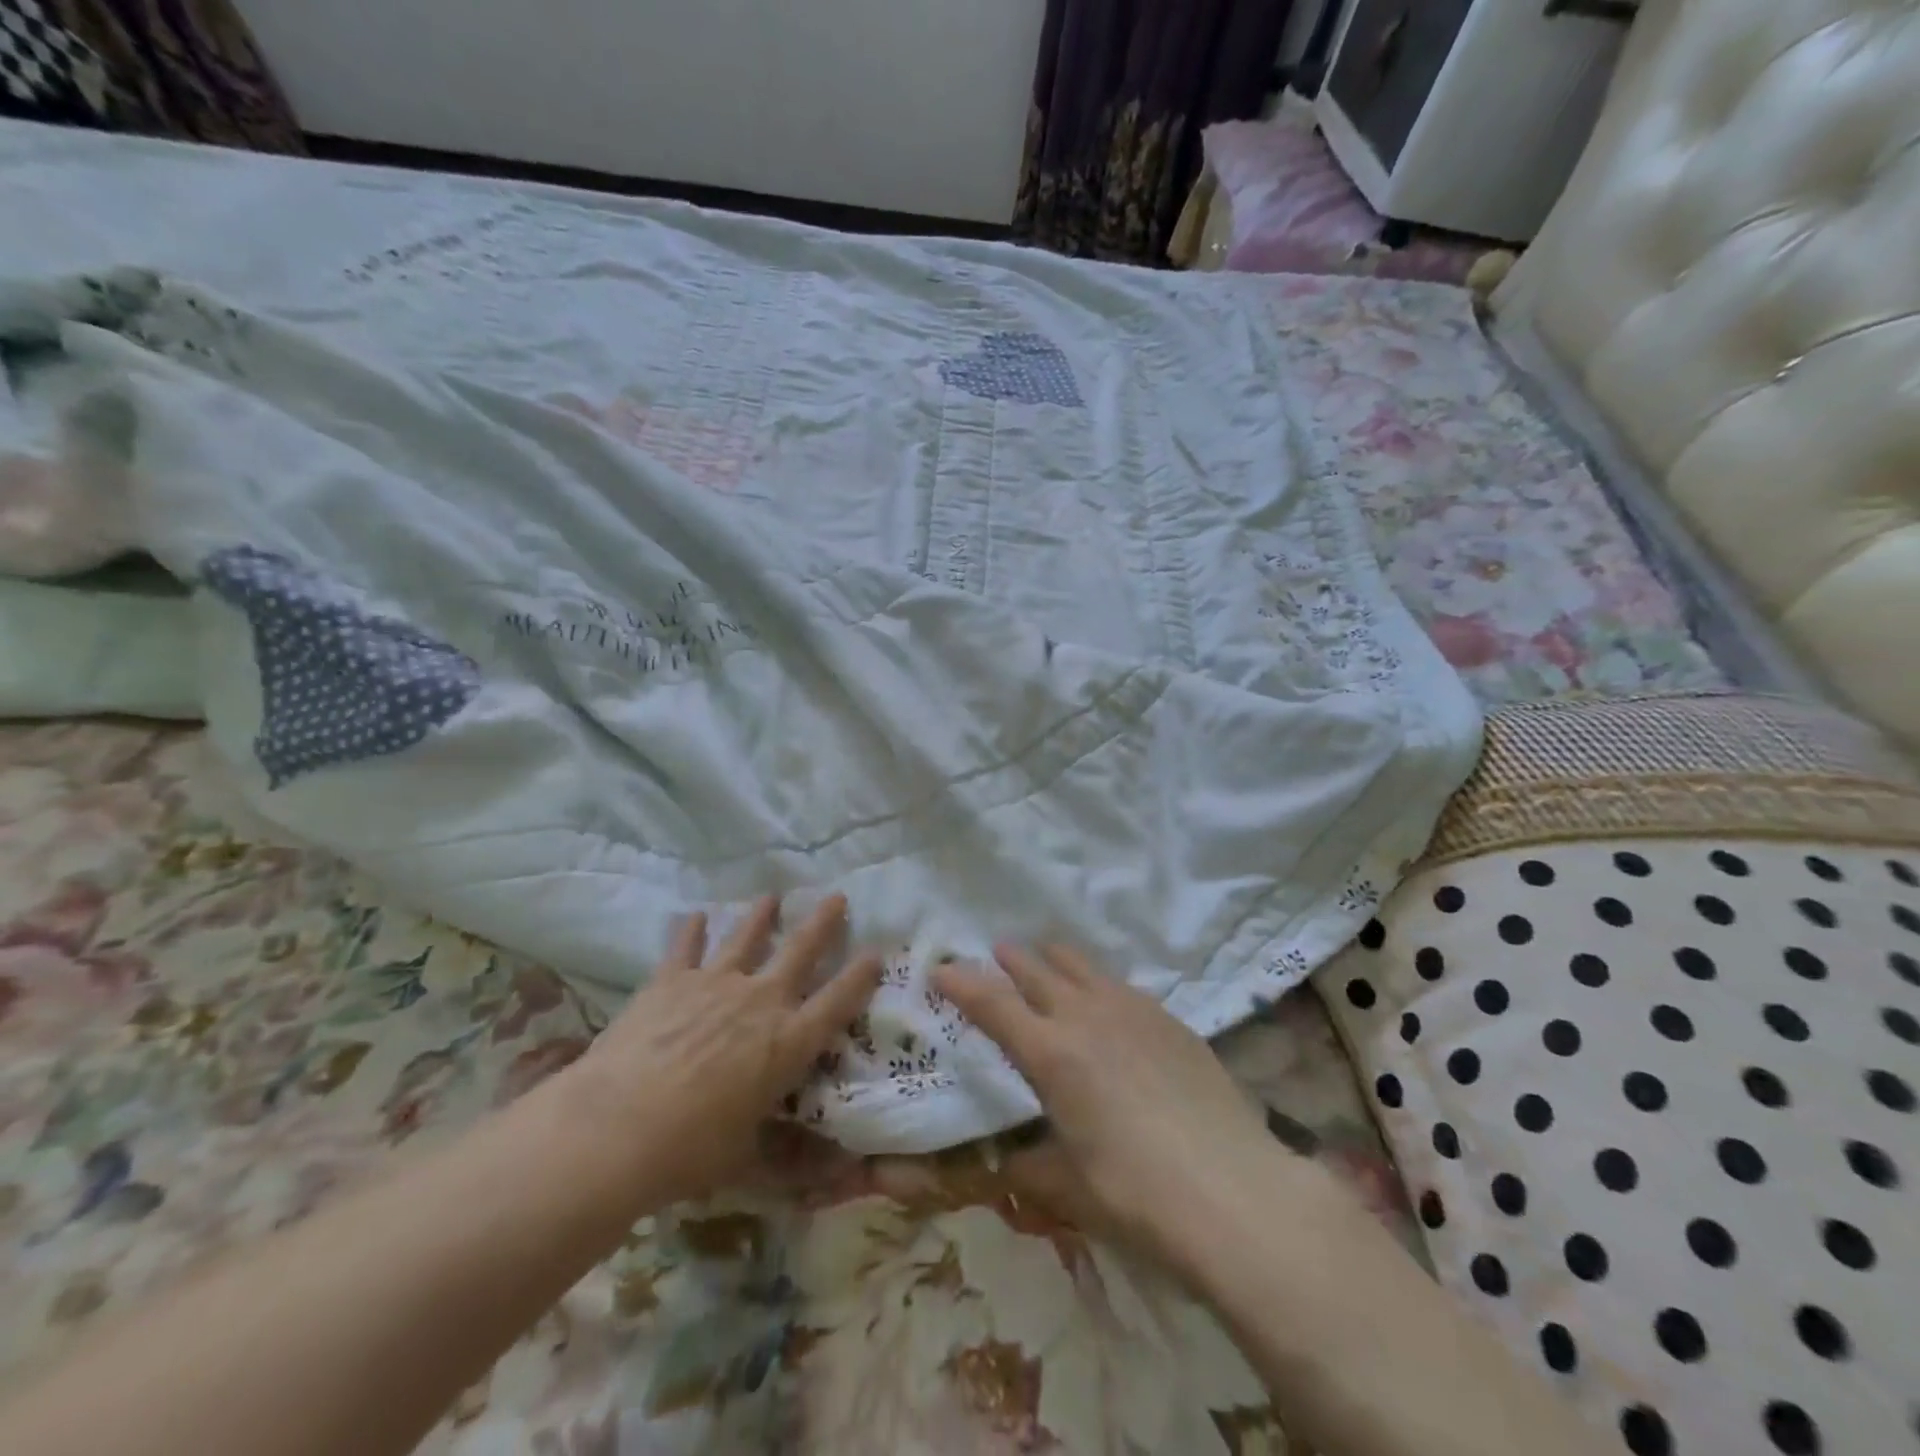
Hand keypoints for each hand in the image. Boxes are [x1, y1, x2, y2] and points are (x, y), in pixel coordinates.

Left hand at [550, 894, 882, 1210]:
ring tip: (771, 897)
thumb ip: (788, 1155)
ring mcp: (715, 983)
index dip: (860, 976)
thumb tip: (837, 1174)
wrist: (616, 1128)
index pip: (838, 1001)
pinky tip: (695, 916)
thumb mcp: (747, 1159)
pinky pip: (685, 947)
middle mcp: (760, 1001)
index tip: (875, 952)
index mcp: (788, 1042)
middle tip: (837, 896)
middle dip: (823, 922)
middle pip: (801, 950)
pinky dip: (691, 930)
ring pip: (746, 937)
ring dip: (761, 915)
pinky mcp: (671, 981)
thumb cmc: (690, 1152)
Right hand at [935, 945, 1287, 1261]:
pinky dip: (1097, 982)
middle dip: (1009, 960)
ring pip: (1081, 966)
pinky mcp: (1169, 1018)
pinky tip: (1104, 998)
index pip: (992, 1004)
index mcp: (1050, 1053)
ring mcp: (1132, 1010)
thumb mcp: (1068, 1188)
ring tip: (1045, 957)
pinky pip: (1120, 985)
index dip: (962, 984)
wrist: (1234, 1192)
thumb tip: (1008, 1162)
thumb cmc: (1137, 1196)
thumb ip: (1029, 1167)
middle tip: (995, 953)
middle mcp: (1085, 1016)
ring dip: (1054, 959)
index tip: (941, 969)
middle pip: (1037, 970)